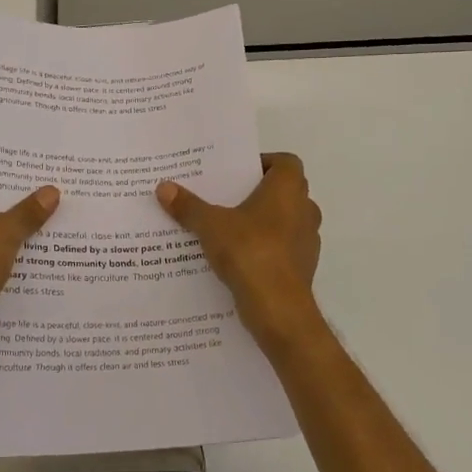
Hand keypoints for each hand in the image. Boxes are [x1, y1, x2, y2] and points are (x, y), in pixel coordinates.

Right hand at [157, 152, 321, 350]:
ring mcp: (308, 240)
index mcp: (288, 189)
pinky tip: (239, 259)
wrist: (279, 309)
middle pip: (285, 191)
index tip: (238, 174)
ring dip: (264, 222)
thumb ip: (188, 206)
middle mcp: (305, 209)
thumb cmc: (250, 252)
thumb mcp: (211, 226)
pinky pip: (284, 249)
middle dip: (258, 194)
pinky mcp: (303, 267)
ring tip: (229, 230)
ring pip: (286, 221)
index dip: (264, 163)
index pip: (286, 162)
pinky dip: (267, 249)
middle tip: (226, 198)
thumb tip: (163, 187)